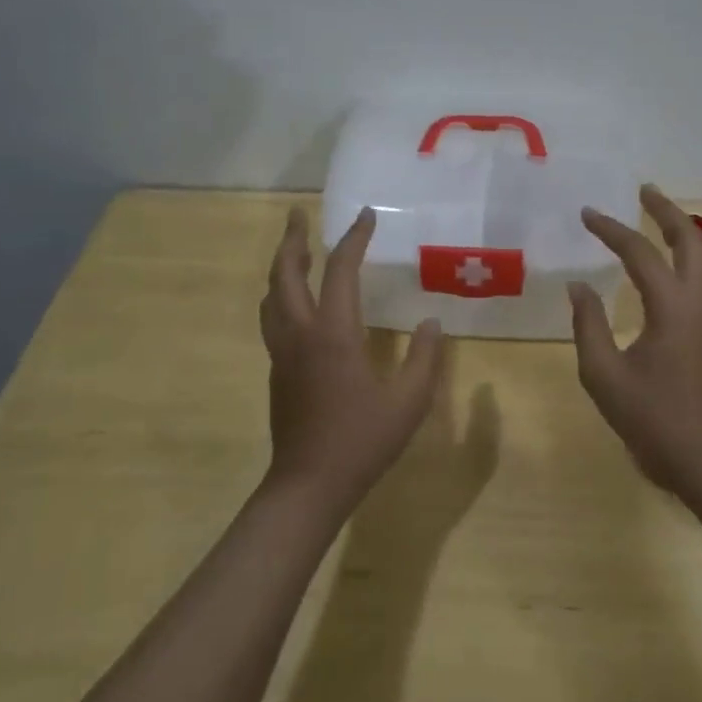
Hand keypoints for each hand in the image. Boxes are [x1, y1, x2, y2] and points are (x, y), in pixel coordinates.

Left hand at [259, 205, 448, 513]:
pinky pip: (272, 318)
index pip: (340, 270)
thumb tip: (430, 324)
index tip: (365, 215)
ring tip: (296, 250)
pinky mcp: (277, 371)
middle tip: (298, 215)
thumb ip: (423, 359)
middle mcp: (301, 333)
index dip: (354, 238)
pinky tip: (296, 301)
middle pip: (285, 274)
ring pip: (271, 296)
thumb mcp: (408, 402)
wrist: (307, 487)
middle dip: (292, 239)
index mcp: (333, 333)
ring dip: (281, 266)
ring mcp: (283, 353)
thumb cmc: (361, 442)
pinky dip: (281, 294)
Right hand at [568, 185, 701, 494]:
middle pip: (691, 239)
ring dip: (692, 231)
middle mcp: (701, 301)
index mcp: (671, 307)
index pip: (639, 252)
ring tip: (669, 221)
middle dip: (666, 211)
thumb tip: (578, 286)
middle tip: (644, 192)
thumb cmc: (652, 420)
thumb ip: (588, 325)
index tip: (587, 214)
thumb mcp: (603, 375)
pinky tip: (691, 265)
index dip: (610, 229)